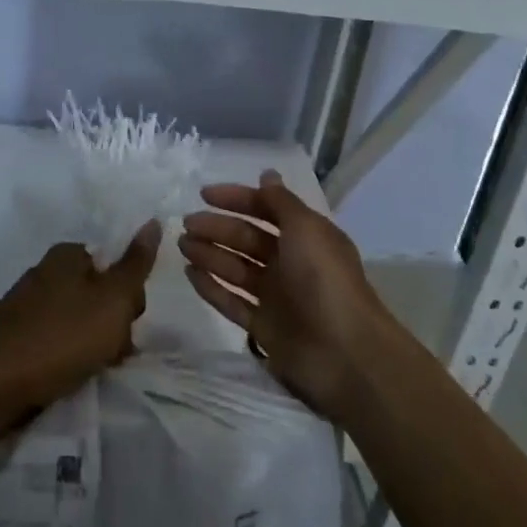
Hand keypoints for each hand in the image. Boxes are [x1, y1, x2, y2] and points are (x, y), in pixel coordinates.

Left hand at [0, 223, 160, 410]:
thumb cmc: (62, 337)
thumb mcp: (113, 300)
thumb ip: (135, 263)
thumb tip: (153, 221)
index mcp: (66, 255)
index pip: (112, 264)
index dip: (127, 295)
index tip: (128, 324)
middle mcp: (40, 271)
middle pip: (92, 293)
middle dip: (108, 322)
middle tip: (110, 352)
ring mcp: (19, 304)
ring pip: (70, 319)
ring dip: (84, 343)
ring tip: (86, 369)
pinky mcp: (5, 337)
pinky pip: (45, 341)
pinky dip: (56, 356)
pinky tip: (57, 376)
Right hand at [180, 170, 392, 419]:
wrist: (344, 353)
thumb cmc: (324, 280)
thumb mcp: (306, 228)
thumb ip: (281, 202)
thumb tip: (267, 174)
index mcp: (305, 236)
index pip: (266, 209)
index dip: (237, 199)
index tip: (203, 194)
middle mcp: (291, 263)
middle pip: (247, 239)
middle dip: (217, 228)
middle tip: (186, 224)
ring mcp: (276, 296)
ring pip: (236, 269)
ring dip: (210, 254)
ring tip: (182, 246)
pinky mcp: (264, 326)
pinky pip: (232, 301)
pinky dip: (211, 287)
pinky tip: (189, 274)